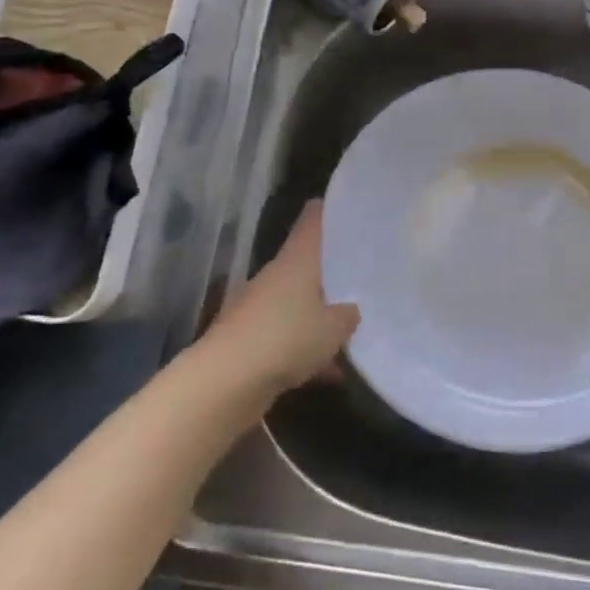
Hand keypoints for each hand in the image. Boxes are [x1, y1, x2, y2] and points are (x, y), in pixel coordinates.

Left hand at [213, 201, 360, 393]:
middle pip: (306, 264)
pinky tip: (330, 372)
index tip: (349, 208)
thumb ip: (348, 315)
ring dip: (319, 315)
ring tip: (351, 331)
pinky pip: (286, 337)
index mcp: (296, 260)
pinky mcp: (249, 340)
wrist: (225, 382)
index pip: (312, 221)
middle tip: (363, 276)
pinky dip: (305, 349)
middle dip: (331, 271)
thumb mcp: (334, 327)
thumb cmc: (286, 338)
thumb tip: (352, 309)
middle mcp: (275, 276)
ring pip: (297, 303)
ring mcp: (258, 308)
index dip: (328, 211)